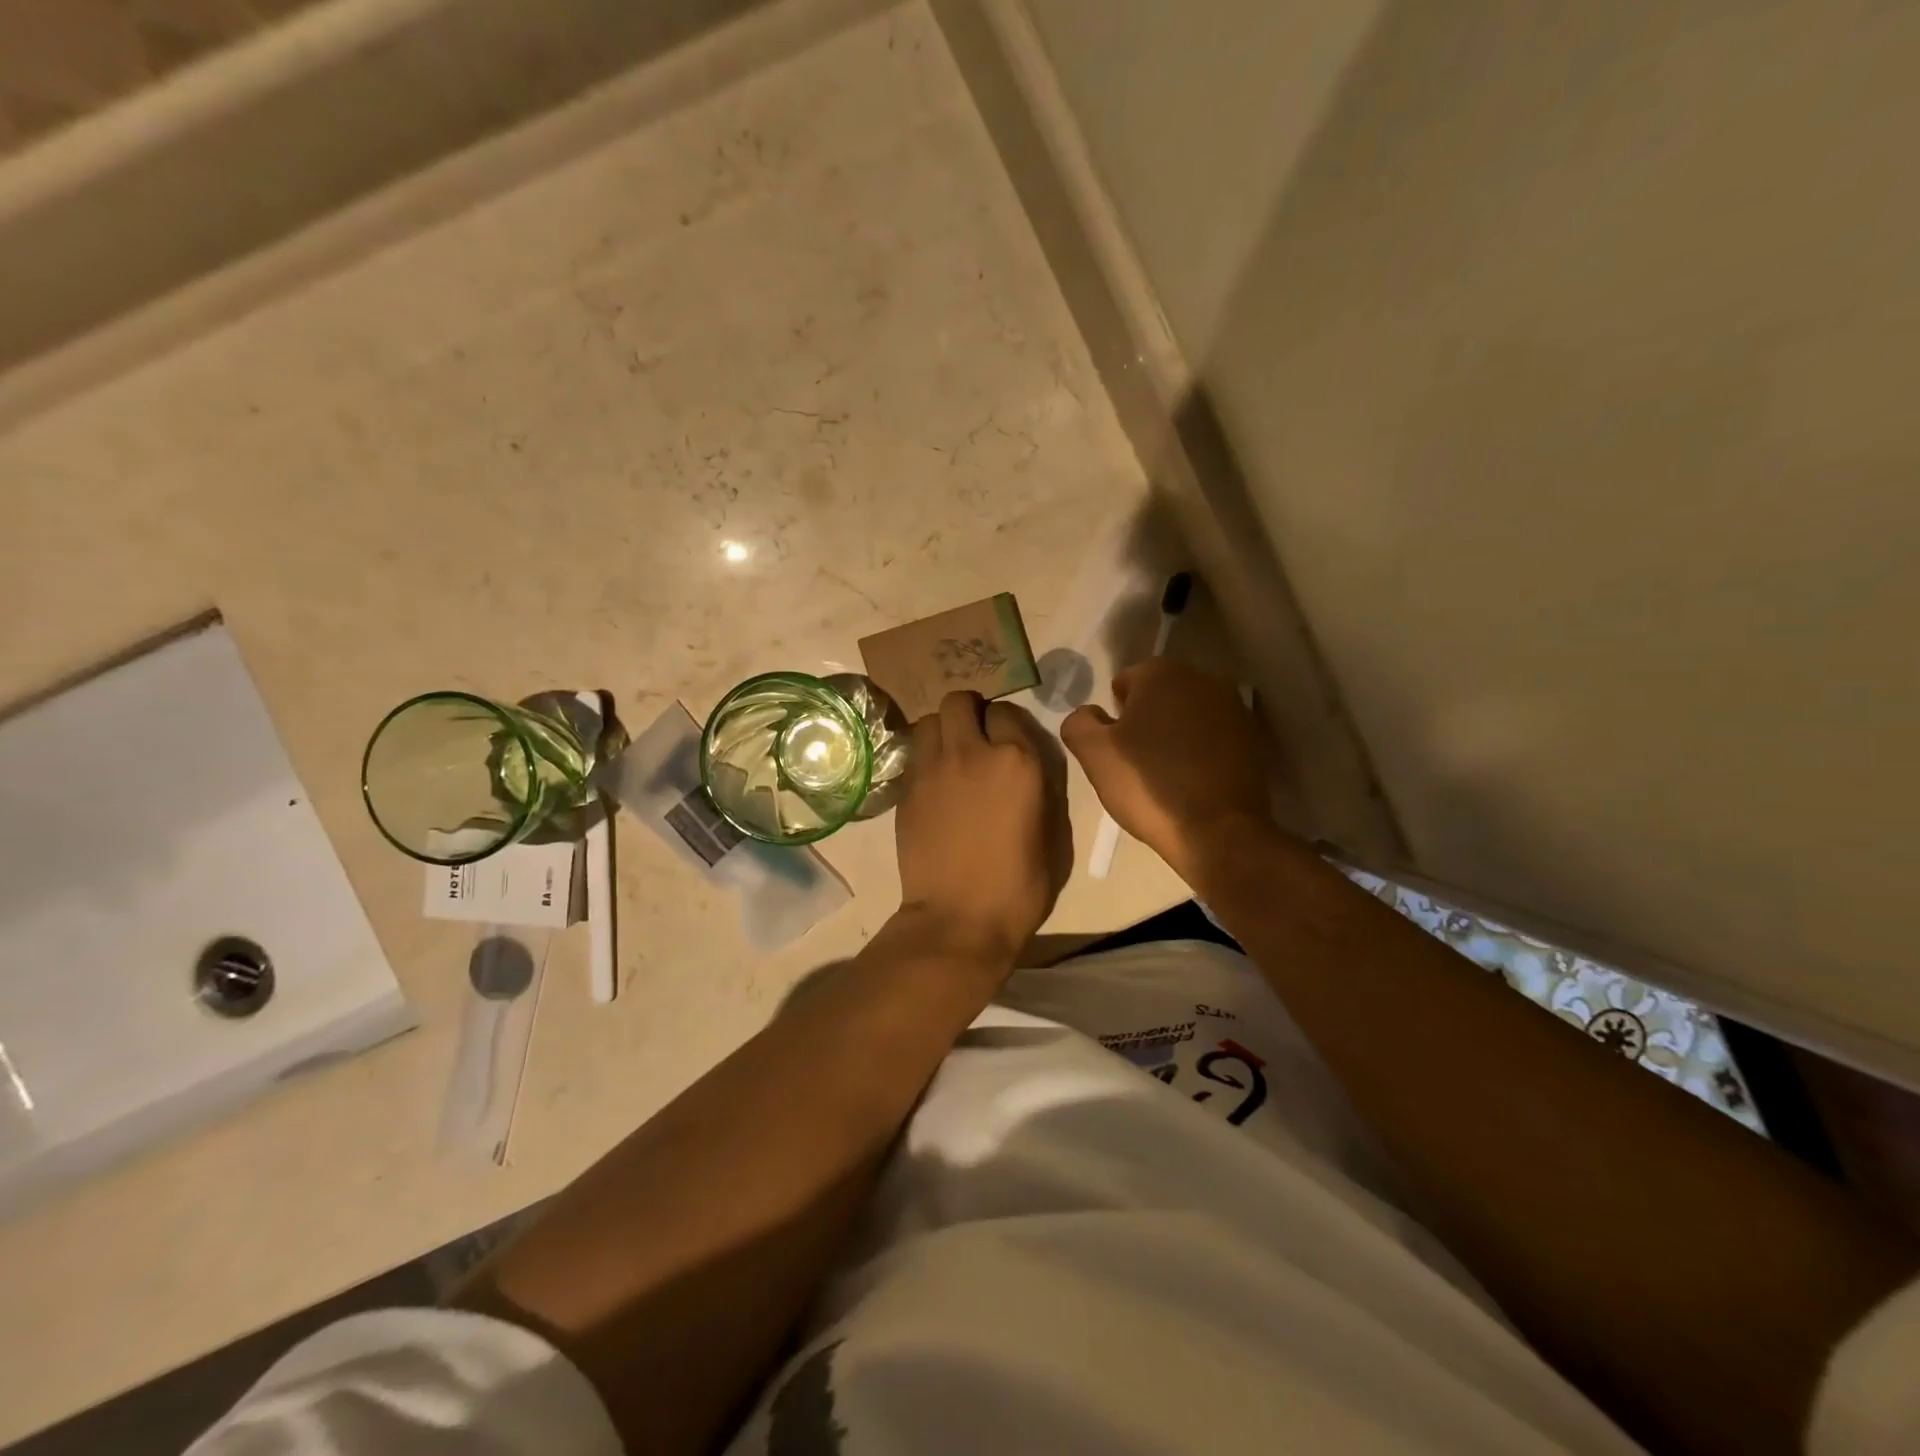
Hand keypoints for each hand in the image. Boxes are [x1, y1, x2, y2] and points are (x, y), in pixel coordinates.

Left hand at [894, 692, 1066, 963]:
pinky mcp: (906, 789)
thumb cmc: (1019, 886)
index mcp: (1017, 761)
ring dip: (942, 730)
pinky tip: (936, 783)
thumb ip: (1043, 788)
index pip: (1008, 713)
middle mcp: (972, 752)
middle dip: (970, 712)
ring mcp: (933, 768)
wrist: (959, 918)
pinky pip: (915, 753)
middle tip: (977, 738)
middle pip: (960, 700)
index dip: (1009, 727)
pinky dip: (926, 757)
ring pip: (930, 719)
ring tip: (952, 755)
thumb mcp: (1053, 836)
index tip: (1010, 745)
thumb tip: (1029, 769)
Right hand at [1062, 658, 1269, 880]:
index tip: (1115, 749)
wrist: (1217, 832)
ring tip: (1166, 776)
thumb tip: (1088, 714)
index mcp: (1162, 673)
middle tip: (1136, 763)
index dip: (1114, 717)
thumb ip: (1079, 723)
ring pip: (1189, 717)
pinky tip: (1193, 783)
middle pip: (1160, 696)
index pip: (1124, 683)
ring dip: (1175, 736)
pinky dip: (1202, 753)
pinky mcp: (1254, 740)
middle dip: (1146, 721)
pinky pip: (1214, 739)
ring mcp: (1235, 709)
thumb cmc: (1148, 785)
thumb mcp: (1094, 754)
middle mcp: (1203, 679)